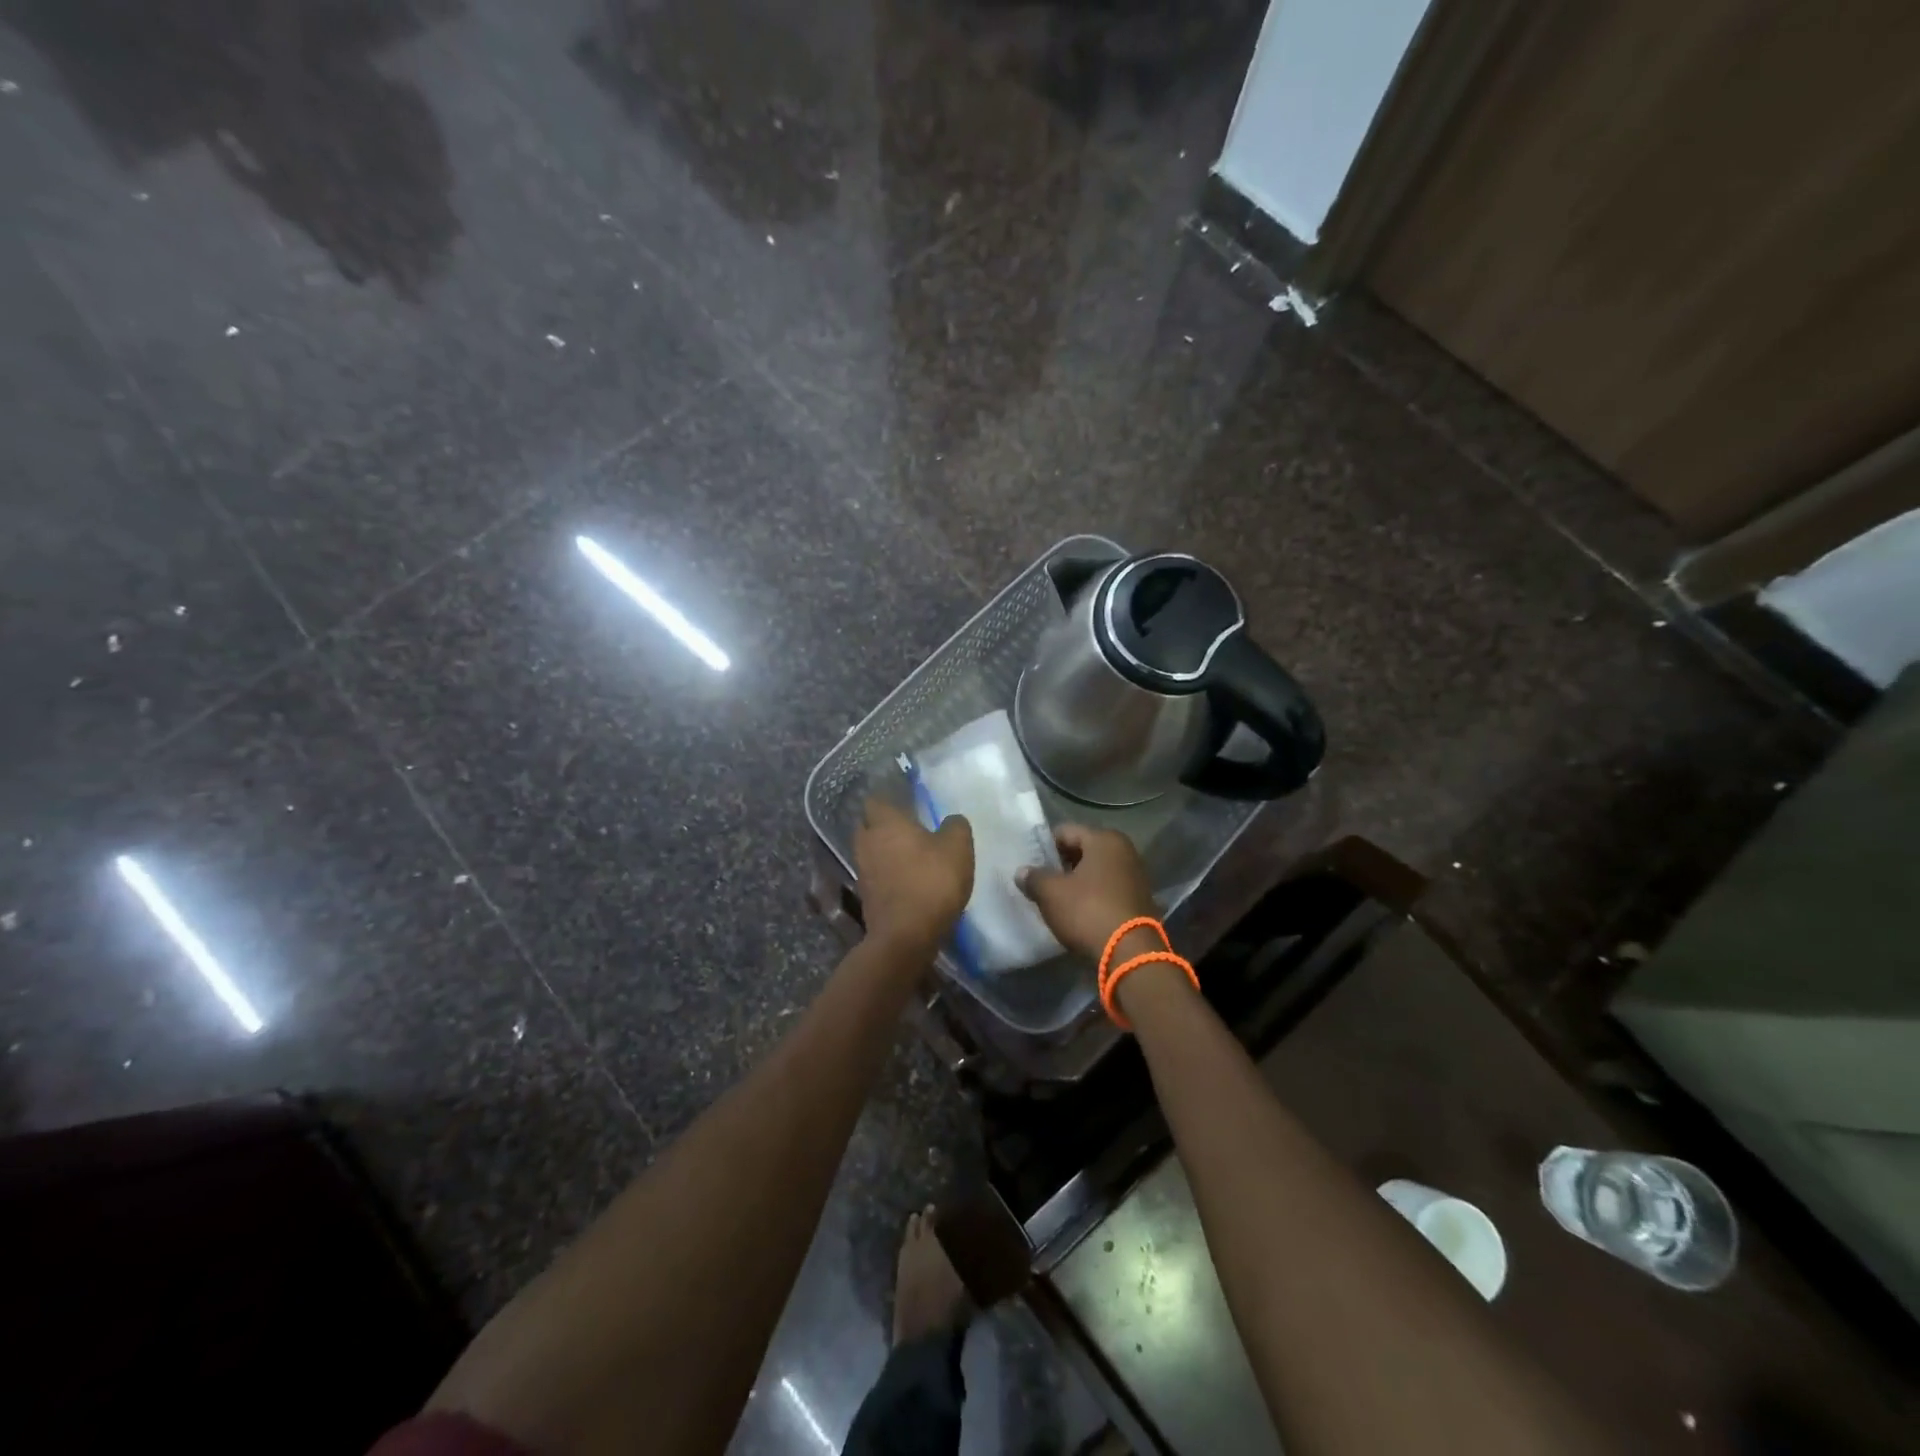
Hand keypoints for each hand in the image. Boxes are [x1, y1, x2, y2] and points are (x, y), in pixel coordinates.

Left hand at [854, 798, 973, 954]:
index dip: (889, 801)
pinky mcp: (866, 898)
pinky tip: (908, 883)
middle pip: (868, 826)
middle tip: (908, 830)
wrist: (906, 936)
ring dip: (885, 853)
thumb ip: (955, 826)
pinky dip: (888, 877)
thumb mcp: (958, 848)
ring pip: (870, 853)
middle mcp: (867, 843)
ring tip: (910, 858)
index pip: (875, 800)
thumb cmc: (931, 881)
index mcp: (885, 823)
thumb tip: (951, 820)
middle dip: (883, 826)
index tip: (907, 805)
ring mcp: (863, 872)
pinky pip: (875, 877)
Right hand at [1016, 824, 1158, 961]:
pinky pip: (1108, 890)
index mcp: (1104, 839)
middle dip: (1061, 864)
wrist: (1130, 954)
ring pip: (1097, 871)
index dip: (1045, 847)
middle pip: (1083, 850)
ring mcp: (1136, 876)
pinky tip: (1078, 912)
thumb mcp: (1051, 894)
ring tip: (1057, 899)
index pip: (1065, 832)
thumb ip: (1034, 878)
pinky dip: (1093, 896)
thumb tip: (1022, 872)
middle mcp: (1125, 851)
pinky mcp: (1140, 900)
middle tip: (1041, 882)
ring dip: (1078, 882)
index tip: (1030, 864)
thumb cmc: (1088, 911)